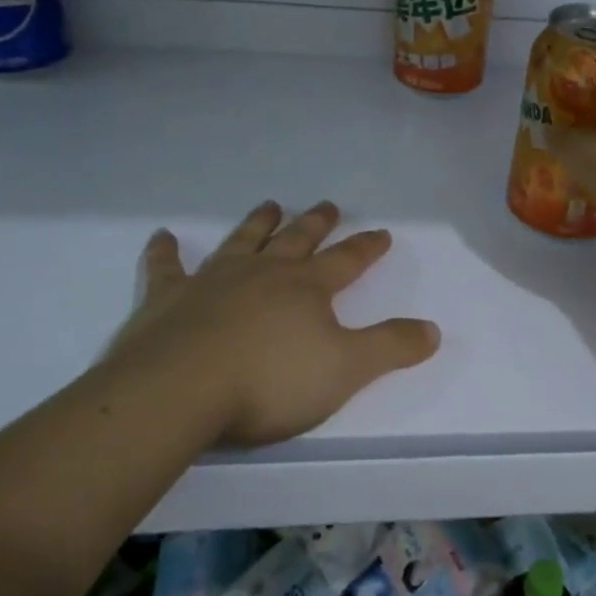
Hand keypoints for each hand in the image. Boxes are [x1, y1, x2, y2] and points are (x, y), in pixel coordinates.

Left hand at [94, 201, 439, 448]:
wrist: (180, 391)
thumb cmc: (270, 381)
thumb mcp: (346, 370)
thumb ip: (391, 347)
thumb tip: (433, 329)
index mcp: (307, 288)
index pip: (347, 260)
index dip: (367, 247)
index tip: (382, 233)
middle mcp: (263, 273)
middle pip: (296, 240)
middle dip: (316, 223)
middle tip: (327, 205)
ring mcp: (212, 281)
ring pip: (242, 242)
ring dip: (257, 224)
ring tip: (269, 205)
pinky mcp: (167, 299)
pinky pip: (166, 268)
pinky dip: (165, 252)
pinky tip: (162, 237)